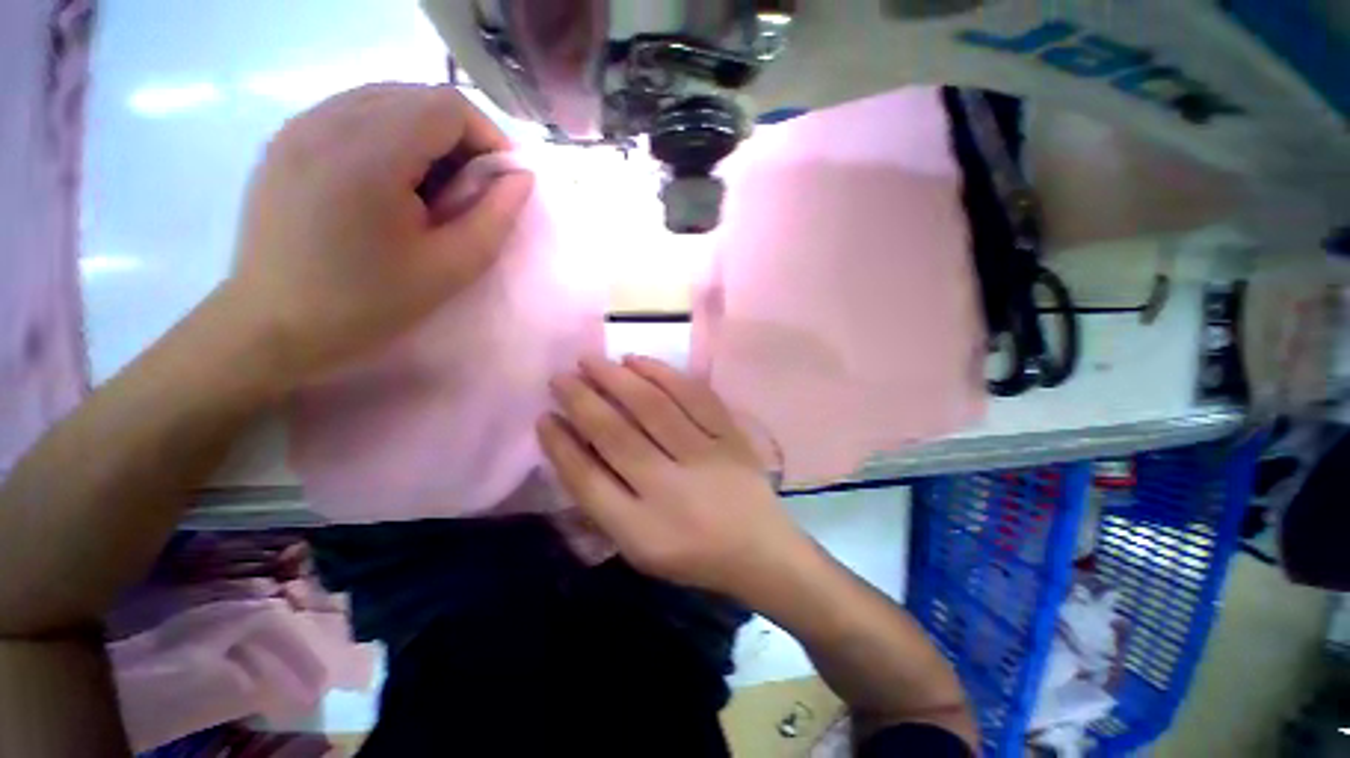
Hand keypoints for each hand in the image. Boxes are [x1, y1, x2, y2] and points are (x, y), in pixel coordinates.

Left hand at [228, 83, 533, 385]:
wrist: (274, 325)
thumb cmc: (370, 303)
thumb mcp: (452, 268)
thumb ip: (495, 217)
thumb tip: (521, 177)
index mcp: (368, 155)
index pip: (446, 105)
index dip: (487, 136)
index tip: (501, 179)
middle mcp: (326, 121)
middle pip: (415, 95)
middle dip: (459, 136)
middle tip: (469, 189)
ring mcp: (298, 126)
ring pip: (384, 100)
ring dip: (424, 134)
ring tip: (431, 188)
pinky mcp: (285, 140)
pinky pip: (352, 113)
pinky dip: (389, 135)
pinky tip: (390, 182)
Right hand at [538, 356, 812, 599]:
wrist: (759, 551)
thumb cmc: (693, 554)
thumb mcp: (639, 548)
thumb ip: (605, 504)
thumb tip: (575, 448)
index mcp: (642, 530)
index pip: (587, 480)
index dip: (560, 445)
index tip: (544, 417)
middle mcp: (670, 489)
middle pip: (616, 435)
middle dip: (581, 401)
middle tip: (560, 377)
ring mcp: (705, 457)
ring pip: (653, 407)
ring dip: (617, 379)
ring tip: (591, 361)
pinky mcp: (730, 437)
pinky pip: (694, 396)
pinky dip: (663, 374)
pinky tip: (638, 361)